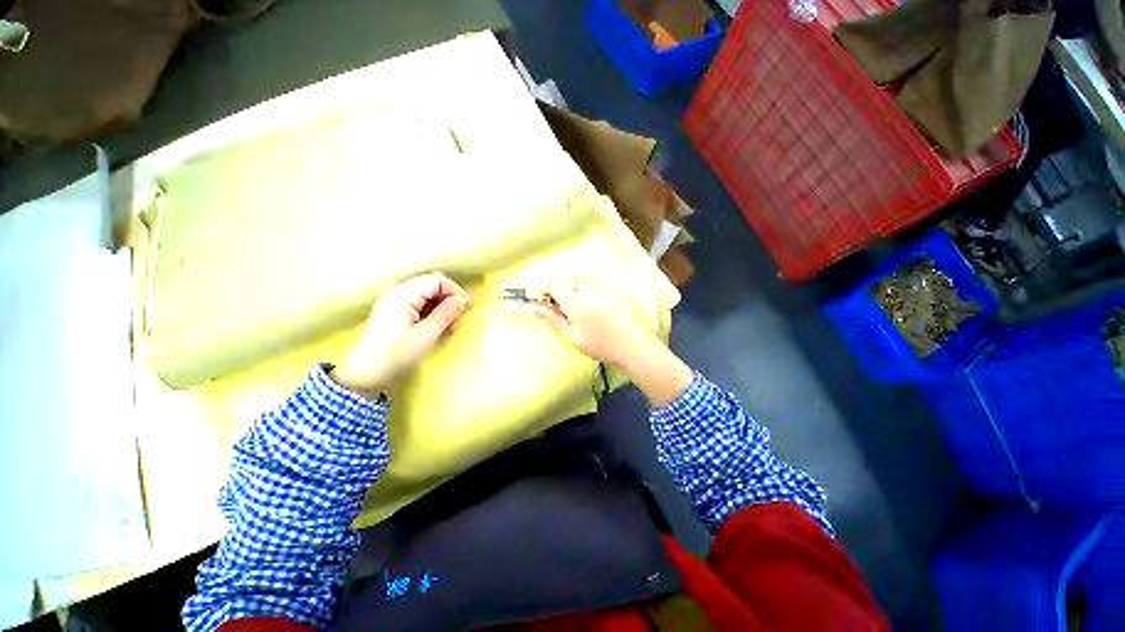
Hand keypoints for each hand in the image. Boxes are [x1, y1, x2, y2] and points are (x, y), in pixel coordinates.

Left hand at [331, 272, 468, 397]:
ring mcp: (394, 301)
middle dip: (448, 300)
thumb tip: (463, 300)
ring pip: (427, 295)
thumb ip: (446, 314)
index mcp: (404, 294)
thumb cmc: (396, 355)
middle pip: (432, 285)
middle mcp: (398, 292)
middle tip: (457, 321)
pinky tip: (436, 330)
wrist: (364, 375)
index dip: (455, 291)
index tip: (466, 309)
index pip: (437, 280)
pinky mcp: (394, 311)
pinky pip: (419, 304)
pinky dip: (431, 313)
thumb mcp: (426, 335)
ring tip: (448, 329)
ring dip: (441, 308)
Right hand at [533, 283, 691, 406]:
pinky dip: (583, 289)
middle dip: (556, 290)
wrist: (632, 345)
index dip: (542, 290)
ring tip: (574, 309)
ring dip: (570, 289)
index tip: (539, 299)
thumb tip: (533, 308)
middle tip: (557, 308)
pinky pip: (591, 282)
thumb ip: (552, 319)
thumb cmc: (599, 345)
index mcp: (575, 301)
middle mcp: (587, 288)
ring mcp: (601, 286)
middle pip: (564, 281)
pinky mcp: (611, 287)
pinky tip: (590, 305)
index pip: (552, 285)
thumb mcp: (572, 336)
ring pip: (577, 280)